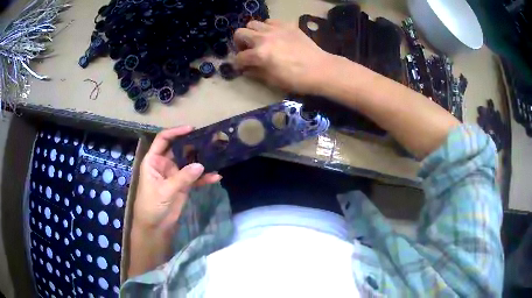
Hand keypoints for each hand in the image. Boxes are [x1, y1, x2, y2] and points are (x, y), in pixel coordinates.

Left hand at [133, 126, 221, 235]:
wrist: (155, 227)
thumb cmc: (151, 205)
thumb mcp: (164, 190)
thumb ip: (182, 178)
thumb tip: (201, 165)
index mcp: (154, 160)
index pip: (163, 140)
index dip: (175, 132)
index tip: (191, 129)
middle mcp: (164, 164)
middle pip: (179, 149)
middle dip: (192, 145)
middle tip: (208, 140)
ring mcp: (175, 175)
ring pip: (189, 163)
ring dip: (201, 160)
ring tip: (216, 155)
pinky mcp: (183, 185)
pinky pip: (195, 178)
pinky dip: (204, 178)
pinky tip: (215, 177)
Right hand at [234, 19, 332, 93]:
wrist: (320, 69)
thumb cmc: (296, 79)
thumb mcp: (272, 80)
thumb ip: (255, 72)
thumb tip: (246, 69)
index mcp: (260, 54)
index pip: (239, 57)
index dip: (238, 64)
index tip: (241, 67)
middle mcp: (264, 38)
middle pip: (240, 33)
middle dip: (239, 43)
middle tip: (247, 50)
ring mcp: (275, 29)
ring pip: (253, 24)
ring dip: (252, 33)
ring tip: (260, 41)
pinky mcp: (287, 25)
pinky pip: (270, 21)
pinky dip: (267, 28)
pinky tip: (274, 35)